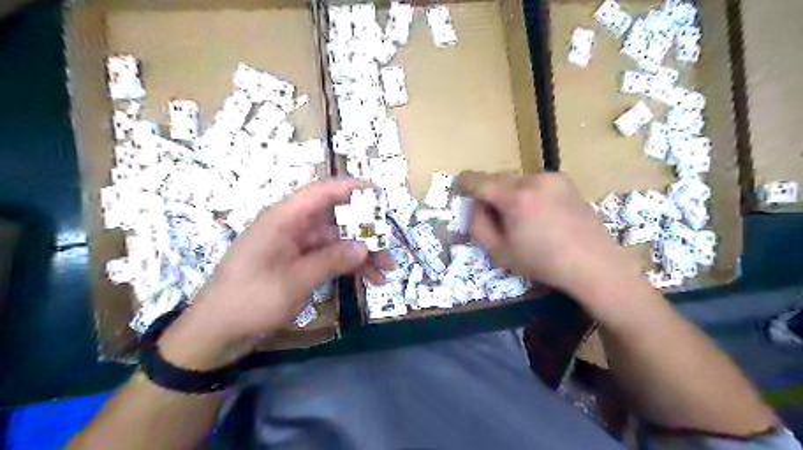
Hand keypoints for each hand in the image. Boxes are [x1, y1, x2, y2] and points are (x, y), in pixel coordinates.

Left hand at [156, 179, 388, 367]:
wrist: (216, 332)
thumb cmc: (249, 300)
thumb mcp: (294, 281)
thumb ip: (331, 260)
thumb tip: (365, 247)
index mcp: (284, 219)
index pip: (322, 193)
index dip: (351, 189)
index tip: (379, 194)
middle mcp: (292, 228)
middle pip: (336, 219)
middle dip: (365, 231)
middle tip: (389, 246)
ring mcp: (296, 247)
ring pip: (336, 241)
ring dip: (361, 254)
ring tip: (385, 270)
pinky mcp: (298, 265)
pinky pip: (329, 258)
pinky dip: (347, 267)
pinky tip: (367, 280)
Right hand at [462, 173, 644, 302]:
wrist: (593, 263)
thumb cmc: (543, 262)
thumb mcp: (500, 252)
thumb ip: (478, 225)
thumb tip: (475, 205)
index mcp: (515, 198)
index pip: (478, 180)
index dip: (464, 182)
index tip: (459, 187)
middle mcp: (533, 179)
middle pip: (497, 177)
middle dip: (489, 191)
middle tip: (493, 214)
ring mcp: (552, 177)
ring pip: (516, 178)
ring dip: (509, 191)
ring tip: (519, 215)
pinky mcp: (565, 180)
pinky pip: (534, 181)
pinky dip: (527, 191)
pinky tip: (539, 212)